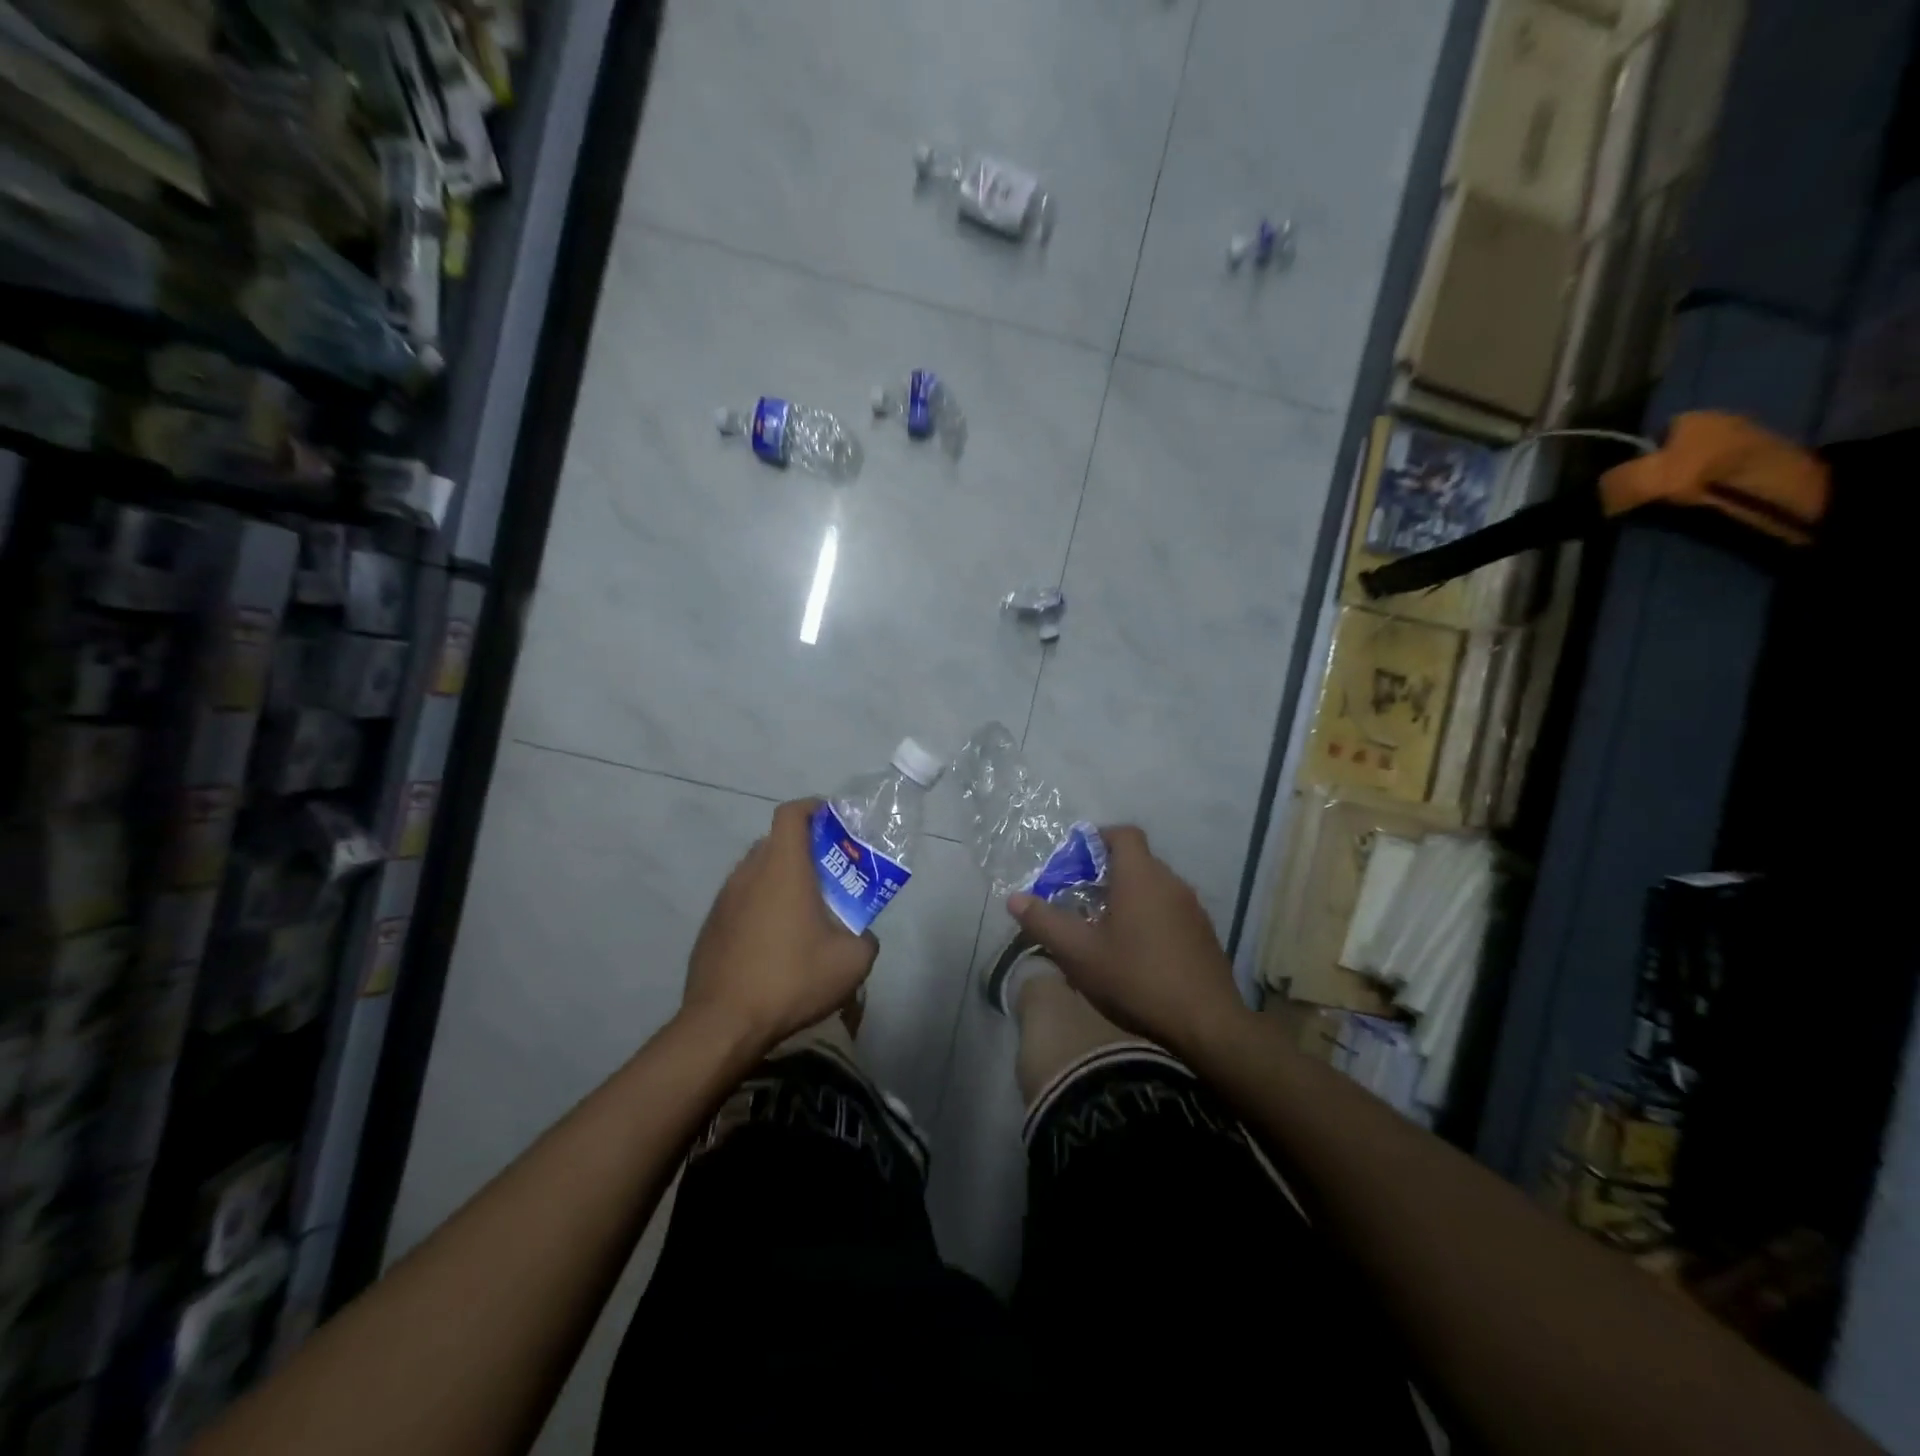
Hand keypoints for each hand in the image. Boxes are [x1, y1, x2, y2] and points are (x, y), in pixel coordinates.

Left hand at [683, 798, 878, 1050]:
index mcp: (783, 867)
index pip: (792, 813)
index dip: (814, 807)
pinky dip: (761, 906)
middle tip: (831, 874)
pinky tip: (776, 943)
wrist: (723, 1024)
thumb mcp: (852, 962)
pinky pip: (741, 901)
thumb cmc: (791, 979)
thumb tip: (862, 935)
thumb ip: (865, 938)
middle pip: (776, 842)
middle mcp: (748, 873)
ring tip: (805, 912)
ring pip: (757, 872)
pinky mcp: (711, 927)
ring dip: (781, 880)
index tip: (835, 821)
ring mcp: (724, 900)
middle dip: (804, 849)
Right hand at [1008, 825, 1243, 1056]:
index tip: (1077, 860)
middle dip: (1107, 874)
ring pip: (1155, 888)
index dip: (1099, 838)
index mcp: (1141, 877)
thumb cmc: (1137, 979)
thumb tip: (1015, 898)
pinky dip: (1150, 919)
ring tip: (1105, 930)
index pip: (1124, 834)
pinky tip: (1136, 954)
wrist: (1207, 1024)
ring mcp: (1193, 909)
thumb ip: (1045, 923)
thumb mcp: (1079, 954)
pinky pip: (1171, 912)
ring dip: (1129, 898)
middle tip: (1081, 900)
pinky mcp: (1204, 935)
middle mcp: (1171, 883)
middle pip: (1138, 861)